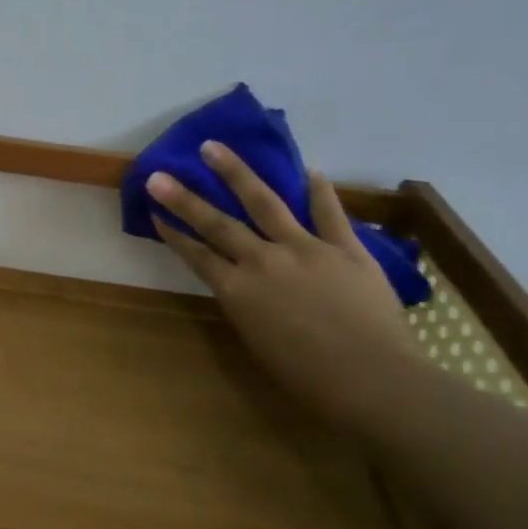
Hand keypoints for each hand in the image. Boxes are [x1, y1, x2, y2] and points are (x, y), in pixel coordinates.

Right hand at [148, 141, 421, 424]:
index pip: (197, 255)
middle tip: (159, 173)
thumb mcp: (259, 344)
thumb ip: (247, 307)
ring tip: (213, 147)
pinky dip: (320, 192)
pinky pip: (329, 214)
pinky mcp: (345, 248)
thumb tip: (244, 286)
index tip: (154, 209)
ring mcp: (305, 249)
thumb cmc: (309, 380)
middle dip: (184, 198)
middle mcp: (263, 261)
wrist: (373, 381)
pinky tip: (311, 170)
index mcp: (238, 292)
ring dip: (236, 173)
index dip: (173, 232)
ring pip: (264, 202)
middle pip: (217, 223)